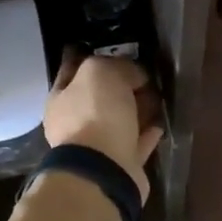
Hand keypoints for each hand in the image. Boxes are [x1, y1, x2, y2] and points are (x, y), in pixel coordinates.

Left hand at [42, 49, 164, 202]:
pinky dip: (147, 133)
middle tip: (144, 76)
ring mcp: (96, 147)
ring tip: (158, 98)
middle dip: (121, 86)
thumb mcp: (100, 72)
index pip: (73, 71)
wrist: (105, 169)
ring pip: (119, 121)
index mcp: (60, 100)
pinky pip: (135, 143)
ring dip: (137, 110)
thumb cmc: (95, 114)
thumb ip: (116, 65)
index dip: (93, 59)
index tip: (115, 51)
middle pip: (99, 98)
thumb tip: (134, 74)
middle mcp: (74, 124)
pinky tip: (160, 123)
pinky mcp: (119, 164)